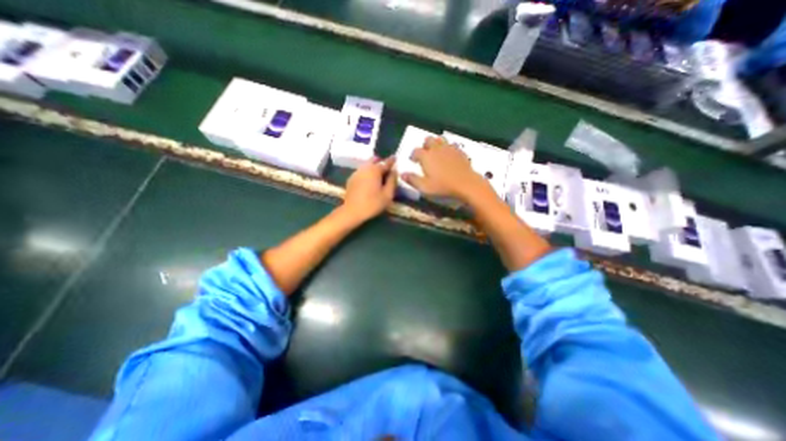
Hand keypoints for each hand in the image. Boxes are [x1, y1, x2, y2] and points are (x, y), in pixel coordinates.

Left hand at [342, 156, 396, 221]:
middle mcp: (364, 168)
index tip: (395, 158)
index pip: (385, 162)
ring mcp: (356, 173)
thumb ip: (392, 181)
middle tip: (386, 167)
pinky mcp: (351, 179)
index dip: (392, 160)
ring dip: (373, 167)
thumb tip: (394, 172)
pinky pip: (361, 171)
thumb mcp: (387, 194)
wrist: (352, 211)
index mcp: (374, 170)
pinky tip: (369, 180)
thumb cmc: (372, 204)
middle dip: (380, 162)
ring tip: (378, 174)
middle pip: (373, 160)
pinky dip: (367, 172)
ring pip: (366, 165)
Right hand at [401, 136, 489, 200]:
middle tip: (425, 155)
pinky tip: (449, 157)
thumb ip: (412, 180)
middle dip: (424, 146)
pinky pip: (451, 145)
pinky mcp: (460, 152)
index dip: (413, 155)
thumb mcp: (424, 187)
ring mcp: (449, 149)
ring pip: (440, 139)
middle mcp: (437, 149)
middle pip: (428, 140)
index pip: (416, 151)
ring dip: (436, 144)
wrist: (467, 185)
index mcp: (426, 156)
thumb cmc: (443, 187)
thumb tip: (402, 174)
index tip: (413, 161)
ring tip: (436, 154)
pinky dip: (447, 149)